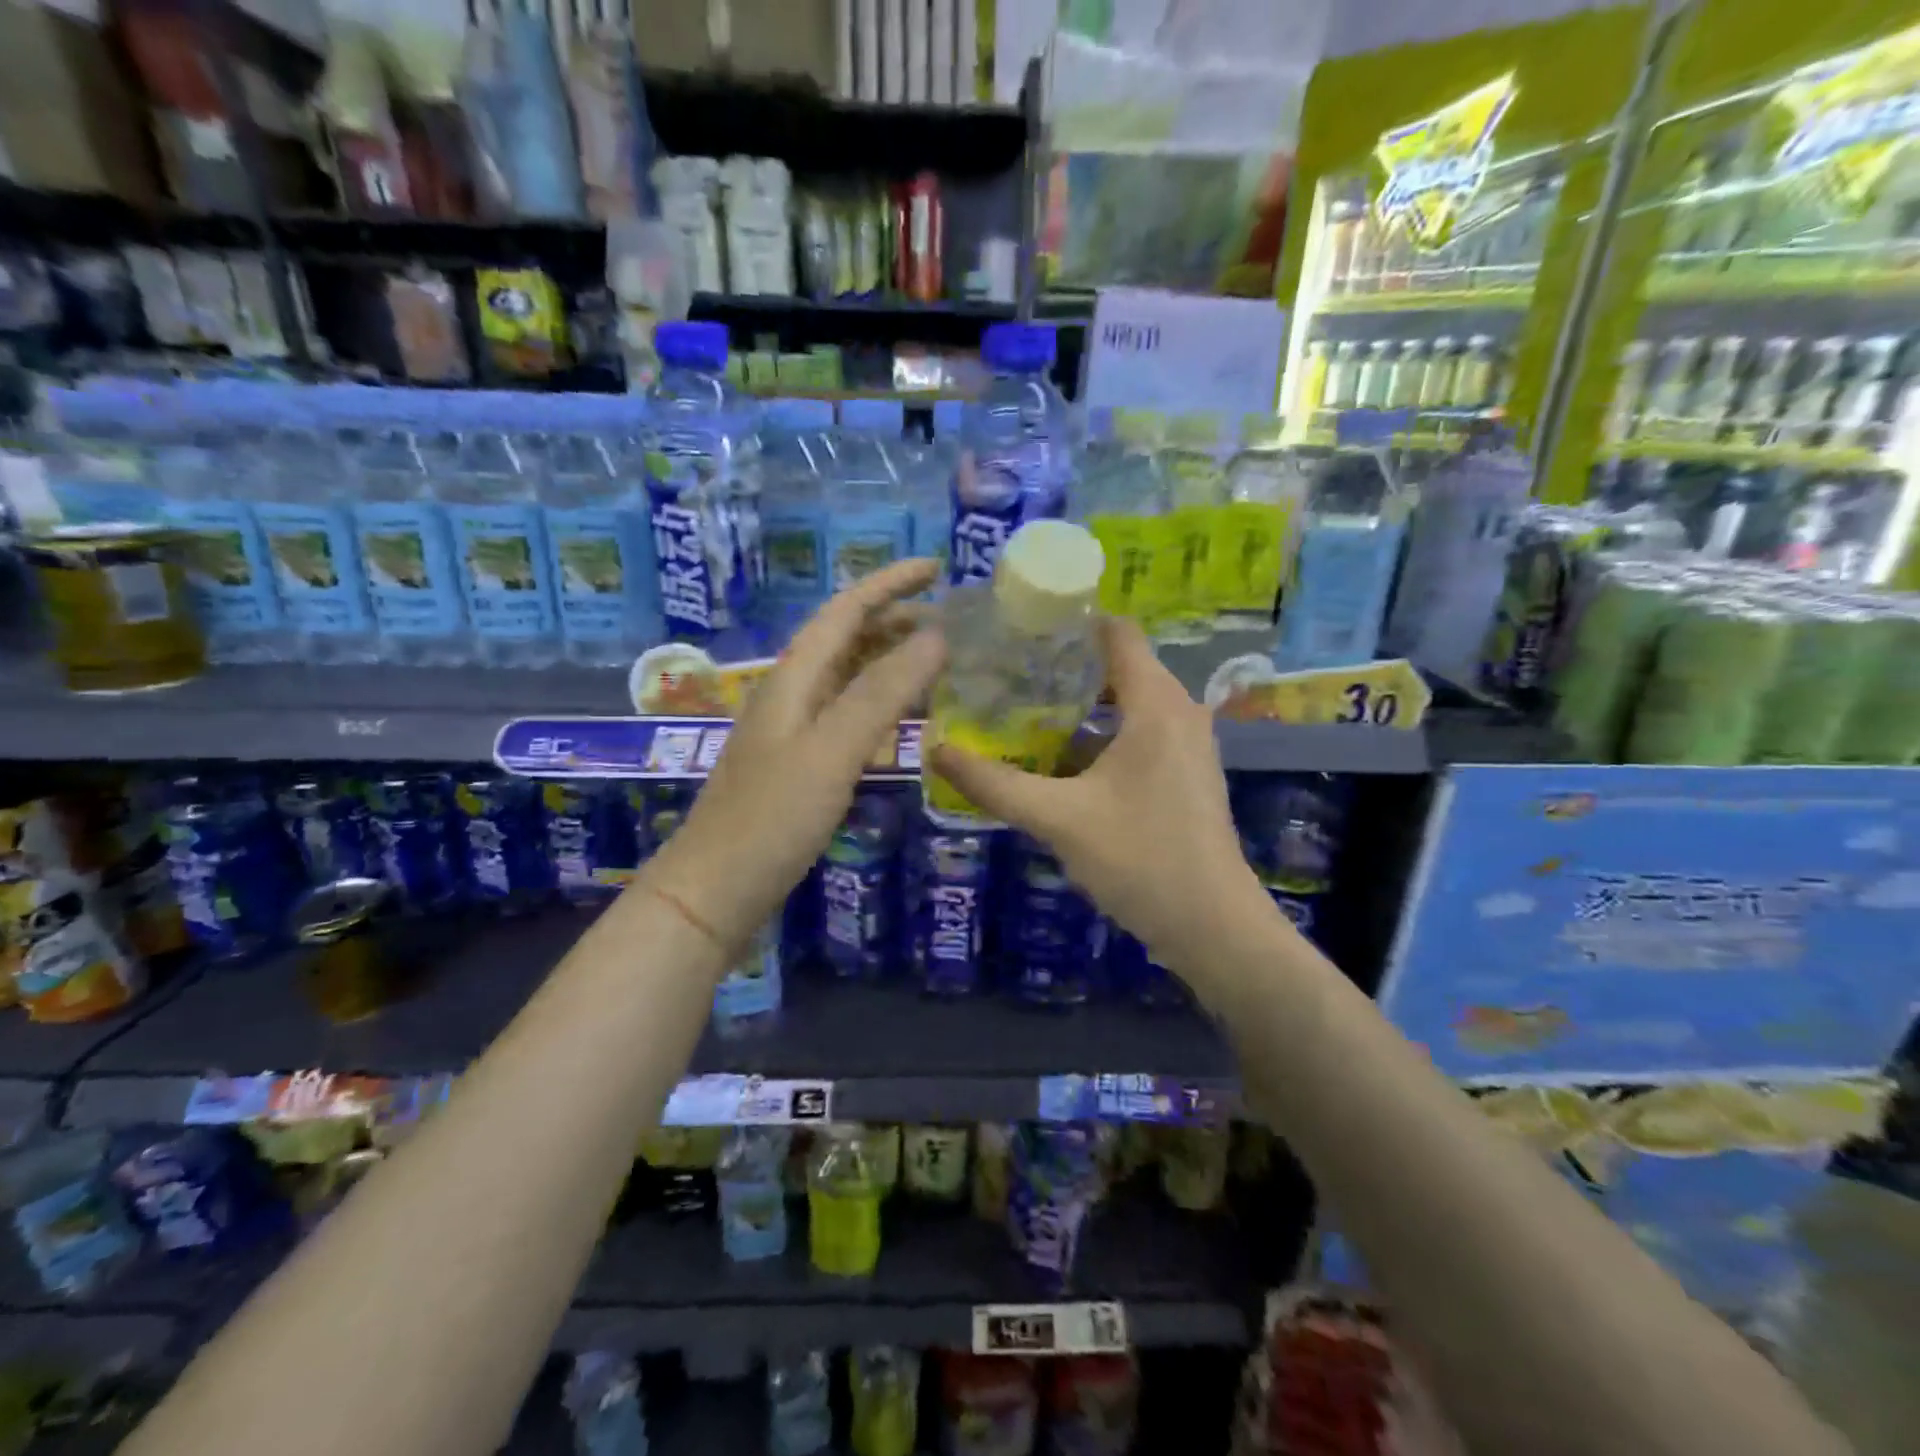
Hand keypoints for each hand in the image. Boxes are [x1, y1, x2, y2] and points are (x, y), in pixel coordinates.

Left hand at [643, 559, 944, 950]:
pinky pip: (845, 713)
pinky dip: (878, 702)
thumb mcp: (833, 749)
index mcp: (793, 677)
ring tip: (935, 661)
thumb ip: (882, 692)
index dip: (890, 583)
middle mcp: (790, 693)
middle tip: (950, 623)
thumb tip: (936, 636)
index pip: (846, 610)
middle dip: (895, 619)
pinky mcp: (797, 764)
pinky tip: (899, 719)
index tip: (937, 567)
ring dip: (888, 659)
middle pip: (845, 638)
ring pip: (846, 676)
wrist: (715, 889)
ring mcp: (791, 730)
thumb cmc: (773, 818)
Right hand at [929, 617, 1271, 980]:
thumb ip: (995, 784)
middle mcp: (1178, 711)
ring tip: (1019, 711)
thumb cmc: (1140, 858)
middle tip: (1004, 673)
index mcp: (1156, 703)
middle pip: (1116, 665)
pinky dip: (1097, 734)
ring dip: (1077, 704)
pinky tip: (1055, 759)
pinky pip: (1136, 732)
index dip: (1068, 622)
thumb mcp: (1058, 818)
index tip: (1018, 628)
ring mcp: (1185, 744)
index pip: (1115, 632)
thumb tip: (936, 751)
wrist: (1212, 927)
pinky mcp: (1183, 773)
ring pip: (1125, 703)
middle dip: (1061, 666)